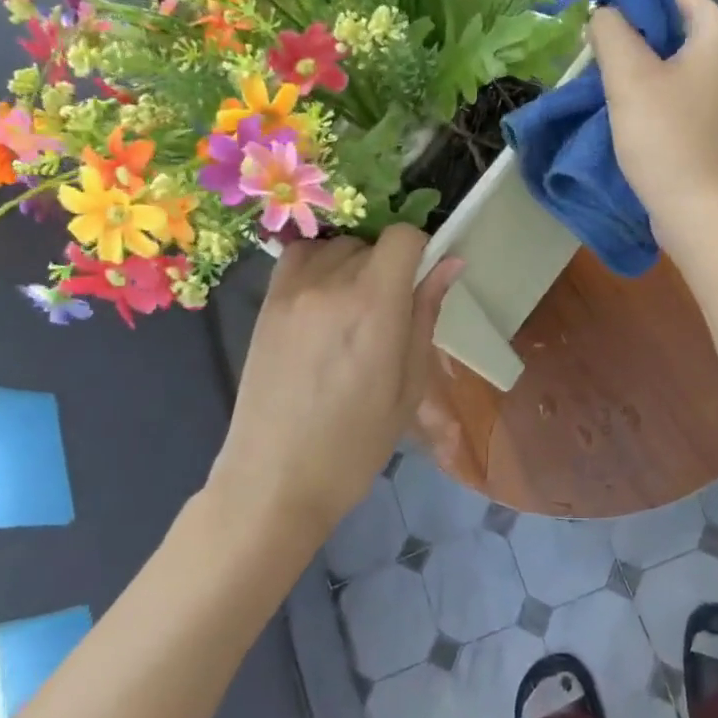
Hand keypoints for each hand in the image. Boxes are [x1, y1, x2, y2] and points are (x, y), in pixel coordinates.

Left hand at [216, 229, 461, 533]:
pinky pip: (299, 258)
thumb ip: (426, 314)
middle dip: (390, 265)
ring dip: (354, 263)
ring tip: (355, 308)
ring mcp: (292, 291)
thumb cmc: (356, 444)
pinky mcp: (266, 304)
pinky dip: (318, 265)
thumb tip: (451, 262)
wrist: (275, 480)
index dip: (420, 251)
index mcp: (374, 305)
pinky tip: (324, 303)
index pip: (402, 237)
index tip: (422, 280)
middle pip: (372, 243)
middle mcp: (331, 284)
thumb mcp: (409, 385)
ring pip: (336, 247)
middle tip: (391, 312)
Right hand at [590, 0, 717, 256]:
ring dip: (643, 70)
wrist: (706, 217)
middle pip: (676, 27)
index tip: (596, 17)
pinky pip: (686, 96)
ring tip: (608, 87)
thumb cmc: (668, 140)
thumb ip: (611, 30)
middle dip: (634, 37)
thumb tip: (605, 11)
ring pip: (679, 65)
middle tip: (595, 55)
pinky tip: (634, 118)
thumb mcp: (629, 78)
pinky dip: (659, 98)